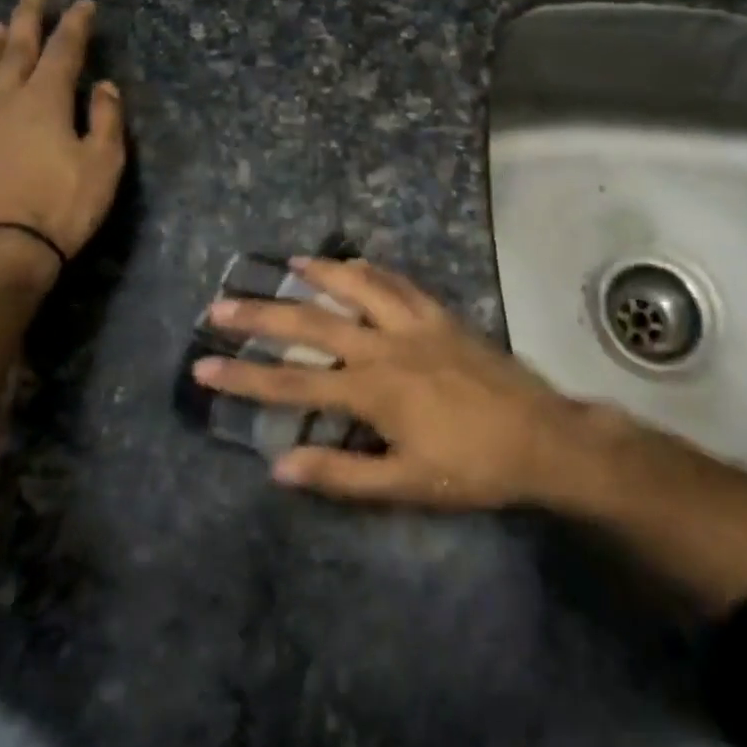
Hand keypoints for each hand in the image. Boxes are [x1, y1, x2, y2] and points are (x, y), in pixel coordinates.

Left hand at [0, 0, 125, 269]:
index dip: (74, 26)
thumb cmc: (65, 204)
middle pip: (16, 51)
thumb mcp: (104, 161)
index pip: (63, 52)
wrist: (7, 249)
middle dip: (27, 21)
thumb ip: (107, 119)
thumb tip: (105, 86)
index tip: (83, 5)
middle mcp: (6, 102)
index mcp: (45, 100)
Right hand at [192, 258, 601, 508]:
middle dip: (262, 314)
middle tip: (221, 304)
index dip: (244, 375)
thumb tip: (279, 465)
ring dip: (320, 273)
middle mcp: (386, 346)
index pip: (293, 382)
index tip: (204, 366)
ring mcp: (416, 324)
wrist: (542, 437)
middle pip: (313, 323)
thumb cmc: (471, 468)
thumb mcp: (404, 485)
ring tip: (288, 261)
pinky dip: (373, 270)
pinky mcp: (442, 316)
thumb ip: (340, 475)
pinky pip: (401, 283)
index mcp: (372, 390)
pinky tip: (358, 263)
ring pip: (358, 287)